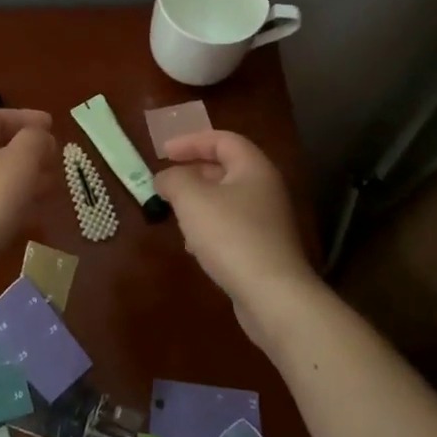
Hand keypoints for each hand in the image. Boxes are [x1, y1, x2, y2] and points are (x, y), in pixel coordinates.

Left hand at [0, 108, 55, 261]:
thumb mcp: (20, 160)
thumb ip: (35, 140)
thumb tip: (40, 136)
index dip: (25, 117)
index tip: (52, 126)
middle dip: (31, 150)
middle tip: (56, 159)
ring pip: (0, 176)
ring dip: (27, 177)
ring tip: (53, 186)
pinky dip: (17, 201)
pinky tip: (35, 213)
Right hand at [154, 130, 318, 337]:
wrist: (273, 296)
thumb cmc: (230, 235)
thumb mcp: (191, 199)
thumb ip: (173, 179)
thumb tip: (165, 177)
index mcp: (253, 168)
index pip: (222, 139)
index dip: (191, 141)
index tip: (163, 151)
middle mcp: (265, 188)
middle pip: (226, 168)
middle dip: (192, 171)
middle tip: (166, 180)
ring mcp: (267, 221)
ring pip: (226, 199)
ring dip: (198, 201)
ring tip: (175, 212)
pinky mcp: (264, 248)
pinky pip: (231, 226)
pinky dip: (208, 226)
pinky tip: (193, 246)